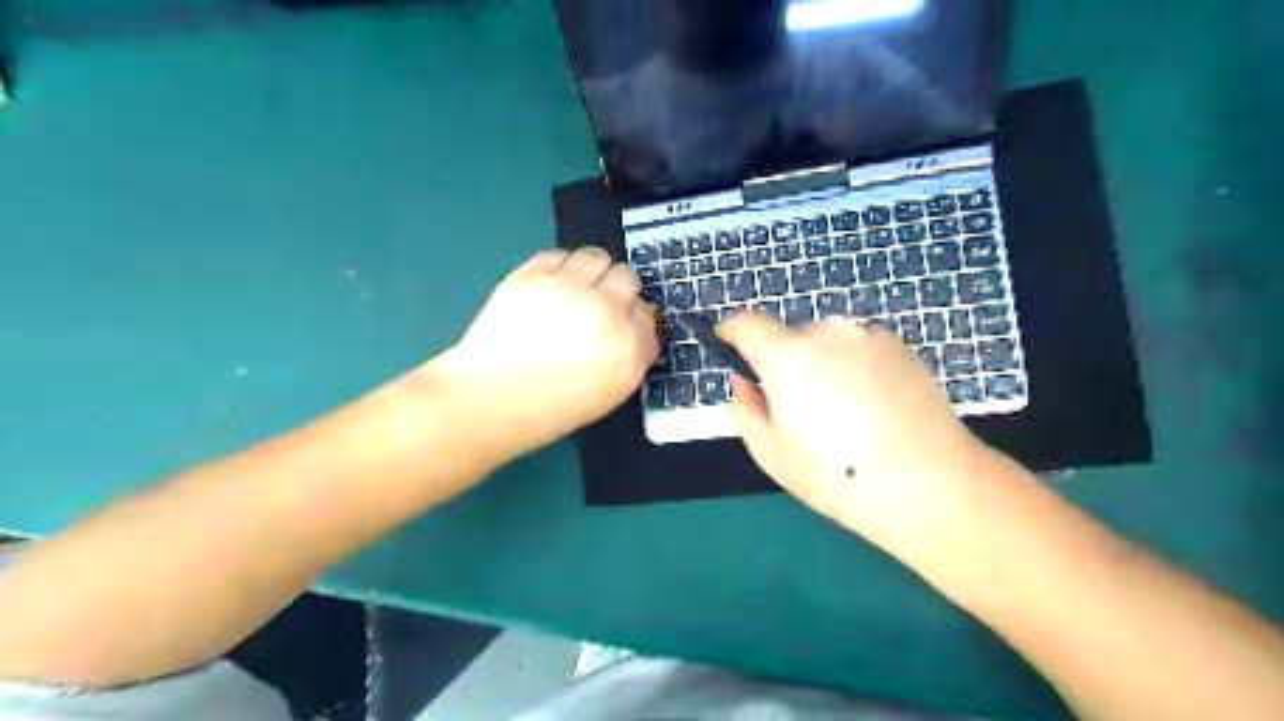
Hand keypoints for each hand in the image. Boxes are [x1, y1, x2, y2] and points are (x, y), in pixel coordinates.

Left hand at [435, 247, 654, 461]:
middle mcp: (606, 311)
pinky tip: (549, 287)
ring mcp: (569, 288)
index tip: (622, 321)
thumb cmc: (551, 408)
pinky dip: (558, 268)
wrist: (491, 399)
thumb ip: (631, 357)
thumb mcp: (610, 392)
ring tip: (575, 288)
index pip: (647, 314)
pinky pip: (558, 255)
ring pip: (597, 257)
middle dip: (617, 290)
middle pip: (627, 278)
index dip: (633, 317)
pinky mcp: (534, 274)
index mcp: (630, 347)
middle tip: (599, 303)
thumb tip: (638, 331)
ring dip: (591, 271)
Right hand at [721, 315, 991, 564]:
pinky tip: (872, 408)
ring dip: (821, 363)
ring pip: (827, 341)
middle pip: (790, 336)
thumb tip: (747, 381)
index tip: (728, 346)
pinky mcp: (901, 346)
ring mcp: (869, 335)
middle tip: (798, 407)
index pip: (747, 323)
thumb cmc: (837, 476)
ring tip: (842, 412)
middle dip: (783, 361)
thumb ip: (745, 407)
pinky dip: (853, 367)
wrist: (931, 484)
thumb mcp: (771, 453)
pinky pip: (859, 348)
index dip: (731, 332)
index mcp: (789, 356)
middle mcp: (828, 332)